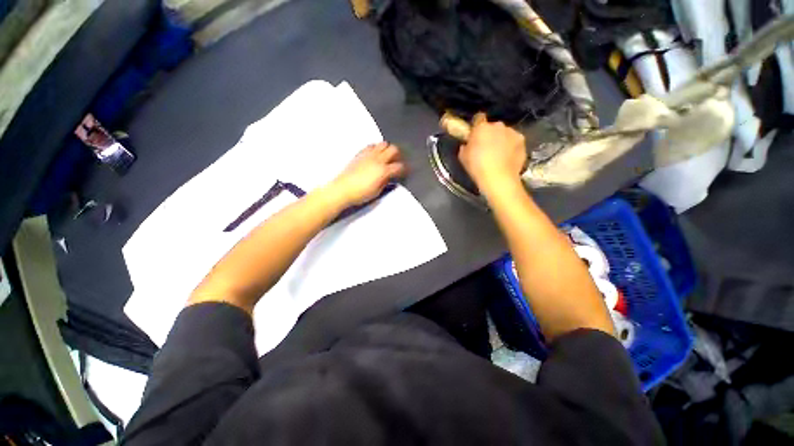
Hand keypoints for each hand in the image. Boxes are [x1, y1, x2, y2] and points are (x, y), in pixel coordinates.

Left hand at [329, 142, 406, 206]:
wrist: (342, 189)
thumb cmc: (361, 194)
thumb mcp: (377, 191)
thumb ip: (386, 182)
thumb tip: (390, 176)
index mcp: (383, 171)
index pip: (399, 166)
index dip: (404, 169)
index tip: (405, 172)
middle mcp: (377, 160)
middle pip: (393, 149)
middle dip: (398, 155)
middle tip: (397, 161)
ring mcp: (368, 155)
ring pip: (383, 144)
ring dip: (387, 149)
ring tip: (386, 157)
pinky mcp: (360, 154)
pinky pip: (371, 146)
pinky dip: (376, 148)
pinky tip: (375, 155)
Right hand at [458, 113, 526, 190]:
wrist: (498, 178)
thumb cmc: (477, 167)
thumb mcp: (463, 157)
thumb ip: (466, 147)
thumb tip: (468, 145)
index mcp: (481, 128)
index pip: (478, 117)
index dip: (477, 125)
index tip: (475, 133)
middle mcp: (498, 126)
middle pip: (493, 126)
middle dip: (490, 134)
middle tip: (486, 148)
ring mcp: (512, 132)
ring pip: (505, 133)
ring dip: (502, 140)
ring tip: (499, 154)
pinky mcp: (522, 141)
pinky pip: (514, 141)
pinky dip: (511, 147)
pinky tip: (508, 158)